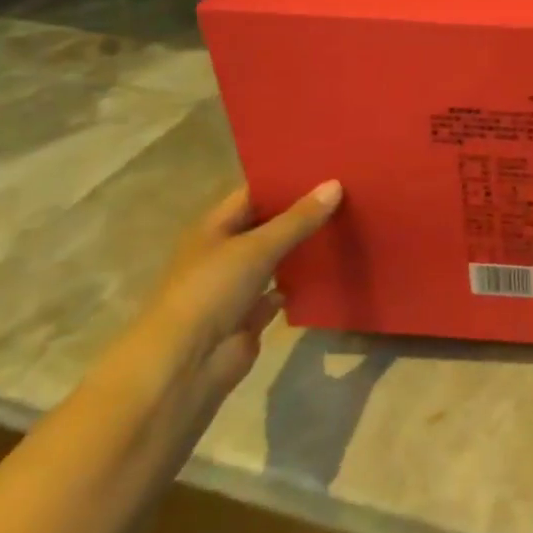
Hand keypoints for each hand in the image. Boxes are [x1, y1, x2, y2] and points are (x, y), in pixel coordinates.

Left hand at [136, 181, 342, 404]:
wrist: (185, 364)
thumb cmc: (211, 292)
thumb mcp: (257, 248)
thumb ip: (298, 219)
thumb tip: (335, 184)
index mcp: (213, 229)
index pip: (252, 194)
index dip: (284, 181)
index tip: (325, 167)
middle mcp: (223, 253)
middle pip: (266, 225)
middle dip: (301, 212)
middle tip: (346, 192)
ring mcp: (236, 286)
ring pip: (276, 258)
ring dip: (302, 246)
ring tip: (346, 223)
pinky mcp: (250, 316)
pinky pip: (281, 291)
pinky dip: (300, 283)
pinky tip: (331, 268)